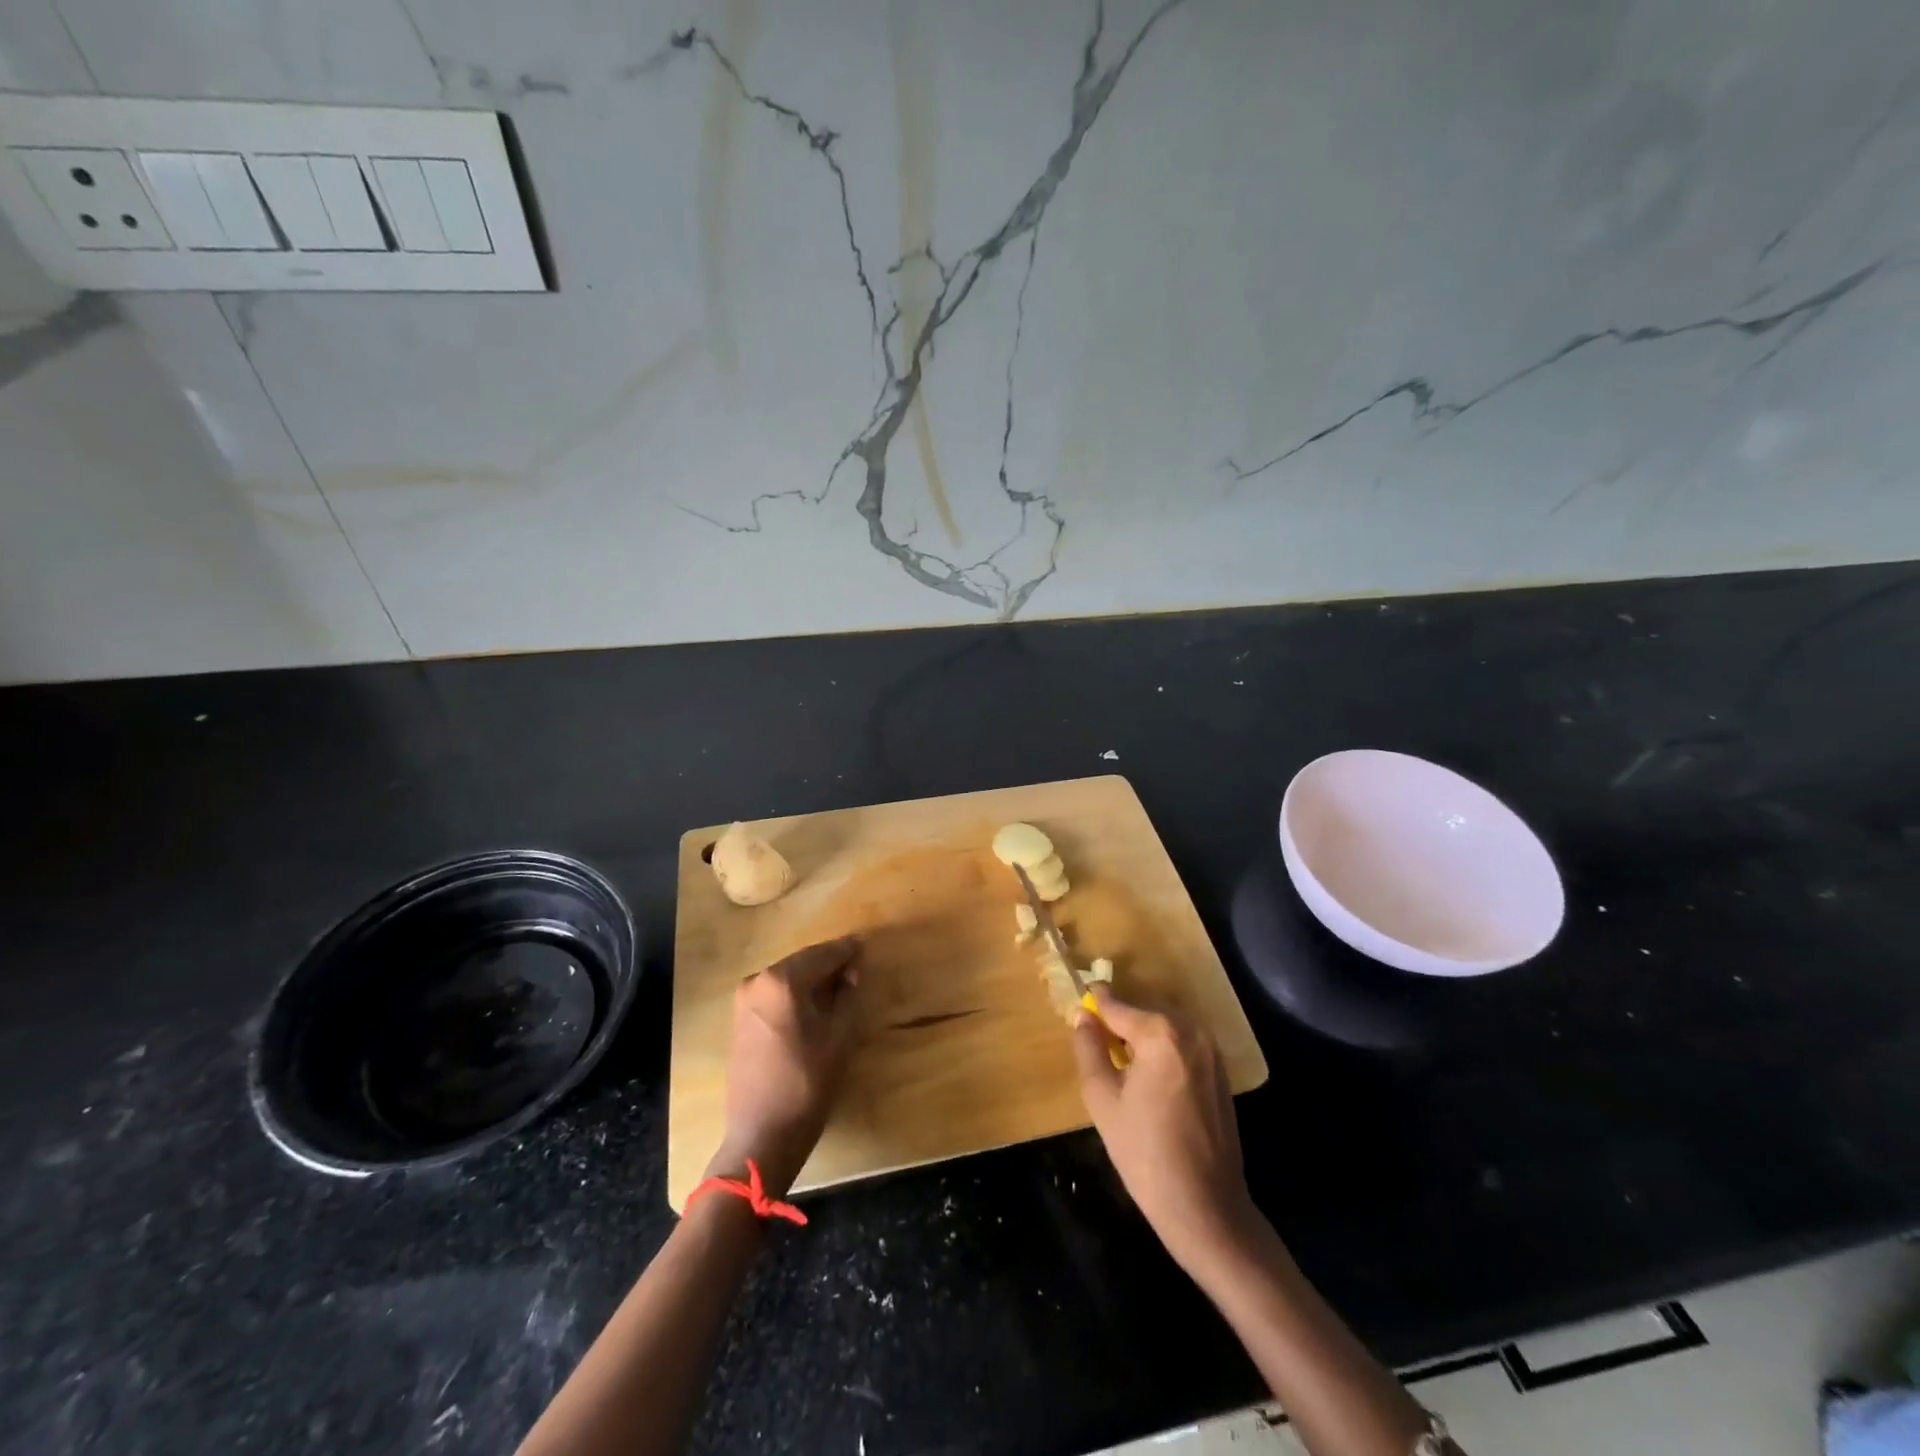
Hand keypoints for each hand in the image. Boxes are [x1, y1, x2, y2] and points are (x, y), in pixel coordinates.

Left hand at [707, 936, 861, 1196]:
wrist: (761, 1136)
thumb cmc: (807, 1084)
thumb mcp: (839, 1036)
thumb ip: (848, 995)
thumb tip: (850, 972)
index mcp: (781, 981)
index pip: (822, 955)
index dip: (847, 951)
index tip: (865, 944)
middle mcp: (757, 981)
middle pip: (802, 963)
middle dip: (829, 964)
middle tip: (857, 966)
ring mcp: (744, 1001)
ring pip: (787, 978)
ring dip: (812, 978)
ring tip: (840, 985)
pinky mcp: (740, 1020)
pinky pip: (774, 994)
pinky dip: (796, 993)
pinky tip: (815, 1003)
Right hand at [1072, 988, 1256, 1274]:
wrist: (1207, 1208)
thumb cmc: (1146, 1154)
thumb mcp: (1102, 1100)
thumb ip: (1089, 1049)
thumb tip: (1083, 1017)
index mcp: (1160, 1033)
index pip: (1118, 1005)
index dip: (1096, 1001)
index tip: (1080, 995)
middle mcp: (1190, 1030)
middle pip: (1143, 1010)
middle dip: (1119, 1018)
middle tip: (1095, 1036)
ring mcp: (1211, 1049)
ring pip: (1165, 1025)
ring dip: (1142, 1032)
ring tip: (1119, 1057)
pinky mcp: (1221, 1070)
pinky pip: (1183, 1042)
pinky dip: (1162, 1046)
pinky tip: (1148, 1076)